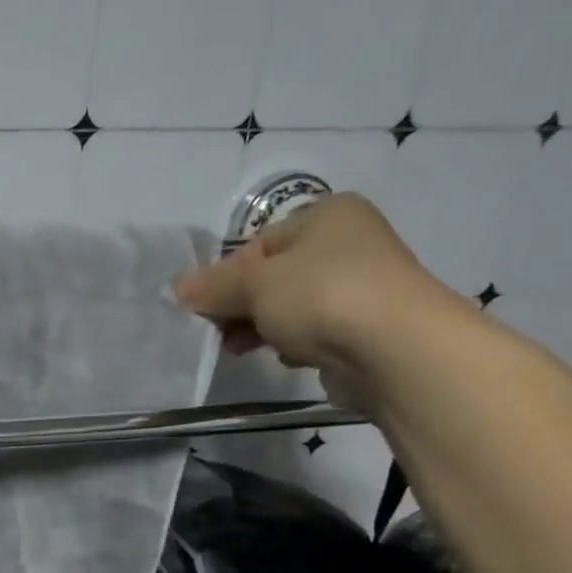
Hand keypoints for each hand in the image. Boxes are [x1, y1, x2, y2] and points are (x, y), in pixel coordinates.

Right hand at [174, 192, 473, 410]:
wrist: (392, 348)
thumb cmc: (320, 296)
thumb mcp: (254, 285)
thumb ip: (213, 287)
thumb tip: (178, 287)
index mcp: (327, 215)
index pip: (259, 242)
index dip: (225, 275)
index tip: (203, 307)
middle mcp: (349, 242)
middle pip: (274, 275)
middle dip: (240, 305)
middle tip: (215, 332)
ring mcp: (361, 286)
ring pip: (291, 305)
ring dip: (261, 327)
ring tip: (238, 349)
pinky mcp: (365, 327)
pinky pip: (314, 331)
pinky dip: (293, 343)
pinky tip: (284, 357)